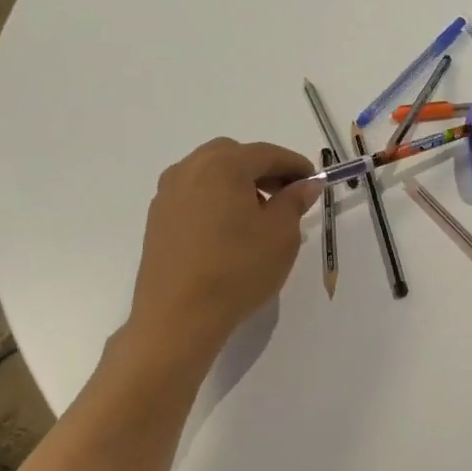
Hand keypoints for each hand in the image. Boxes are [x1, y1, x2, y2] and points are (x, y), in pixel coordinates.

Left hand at [126, 138, 320, 365]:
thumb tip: (305, 185)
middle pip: (234, 155)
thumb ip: (294, 201)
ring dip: (238, 183)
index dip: (295, 165)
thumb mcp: (281, 234)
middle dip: (263, 169)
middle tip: (286, 194)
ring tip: (259, 214)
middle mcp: (190, 170)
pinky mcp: (157, 219)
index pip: (267, 153)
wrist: (178, 317)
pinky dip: (216, 199)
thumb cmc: (238, 269)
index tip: (314, 182)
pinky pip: (194, 194)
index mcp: (223, 166)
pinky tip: (230, 229)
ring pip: (210, 173)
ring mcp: (168, 194)